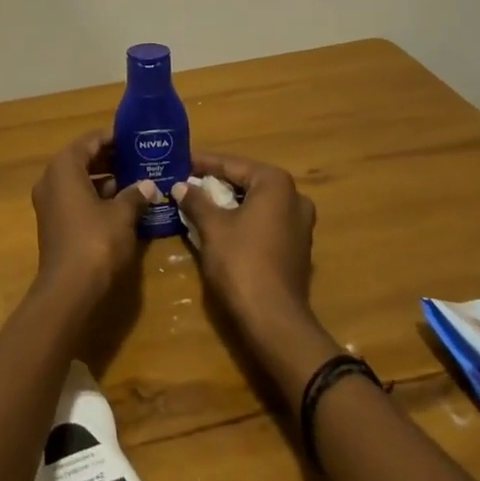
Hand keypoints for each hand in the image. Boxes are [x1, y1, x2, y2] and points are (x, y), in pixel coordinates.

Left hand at [29, 133, 154, 305]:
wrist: (69, 289)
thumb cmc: (96, 242)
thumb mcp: (122, 214)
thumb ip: (135, 194)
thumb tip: (149, 185)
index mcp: (64, 168)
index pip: (90, 141)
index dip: (114, 137)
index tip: (137, 138)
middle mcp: (51, 180)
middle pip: (83, 159)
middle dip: (112, 158)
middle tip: (142, 158)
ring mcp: (50, 203)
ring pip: (81, 180)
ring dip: (107, 179)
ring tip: (138, 179)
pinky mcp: (55, 223)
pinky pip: (77, 199)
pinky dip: (98, 197)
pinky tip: (125, 204)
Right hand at [173, 152, 328, 384]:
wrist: (273, 319)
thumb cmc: (241, 262)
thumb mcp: (212, 227)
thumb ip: (196, 200)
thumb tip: (180, 186)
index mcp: (276, 184)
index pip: (232, 164)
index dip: (203, 163)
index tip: (180, 161)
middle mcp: (294, 197)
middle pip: (247, 181)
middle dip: (216, 182)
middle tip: (186, 181)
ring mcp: (300, 224)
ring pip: (256, 203)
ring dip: (229, 202)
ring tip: (198, 201)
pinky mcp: (296, 247)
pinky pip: (264, 222)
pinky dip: (243, 219)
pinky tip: (219, 225)